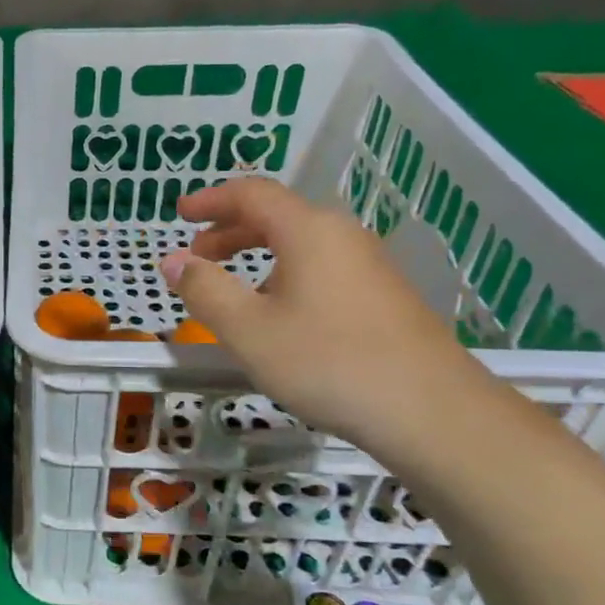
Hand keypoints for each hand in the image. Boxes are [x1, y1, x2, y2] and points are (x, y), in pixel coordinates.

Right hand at [159, 178, 488, 449]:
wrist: (430, 410)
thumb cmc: (327, 362)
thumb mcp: (247, 329)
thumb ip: (204, 290)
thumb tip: (173, 261)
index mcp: (308, 231)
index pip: (252, 194)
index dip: (211, 199)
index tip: (180, 213)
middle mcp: (341, 236)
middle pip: (278, 216)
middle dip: (230, 230)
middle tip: (198, 256)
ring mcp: (369, 265)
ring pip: (301, 244)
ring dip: (258, 255)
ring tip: (232, 290)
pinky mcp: (384, 296)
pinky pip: (322, 268)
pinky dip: (285, 275)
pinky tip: (280, 316)